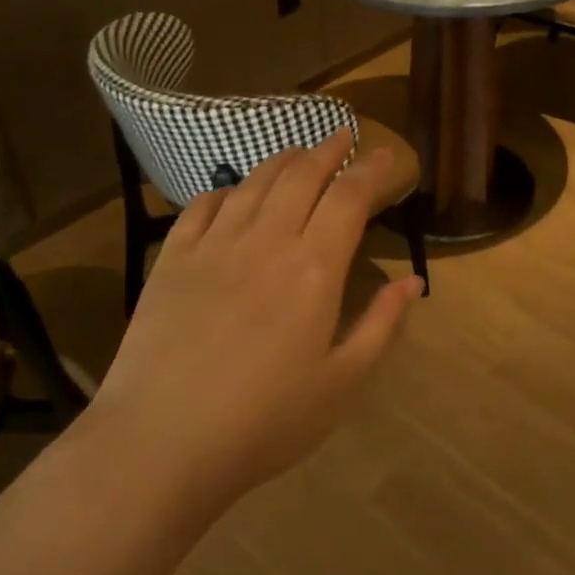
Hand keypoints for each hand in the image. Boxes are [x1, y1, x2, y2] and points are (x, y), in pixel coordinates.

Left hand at [91, 130, 422, 507]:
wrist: (162, 441)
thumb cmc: (265, 421)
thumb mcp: (341, 383)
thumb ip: (380, 325)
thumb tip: (412, 281)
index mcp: (314, 269)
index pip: (348, 198)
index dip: (369, 170)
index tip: (383, 153)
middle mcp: (266, 241)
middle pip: (302, 176)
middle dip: (327, 149)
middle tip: (342, 133)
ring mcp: (214, 245)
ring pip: (254, 183)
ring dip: (282, 160)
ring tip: (297, 150)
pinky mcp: (173, 259)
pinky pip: (202, 206)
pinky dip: (225, 189)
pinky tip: (232, 191)